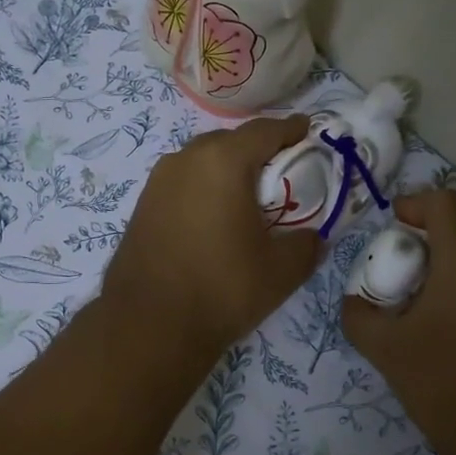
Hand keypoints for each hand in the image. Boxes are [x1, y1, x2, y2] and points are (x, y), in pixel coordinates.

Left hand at [101, 115, 321, 363]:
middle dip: (258, 150)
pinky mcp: (143, 205)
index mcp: (223, 161)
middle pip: (231, 141)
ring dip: (227, 169)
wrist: (148, 325)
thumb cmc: (222, 288)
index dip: (291, 129)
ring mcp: (158, 181)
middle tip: (282, 172)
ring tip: (248, 196)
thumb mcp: (282, 270)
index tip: (308, 132)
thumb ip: (308, 244)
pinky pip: (183, 183)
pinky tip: (214, 216)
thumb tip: (313, 237)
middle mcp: (186, 159)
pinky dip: (204, 188)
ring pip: (202, 161)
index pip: (265, 131)